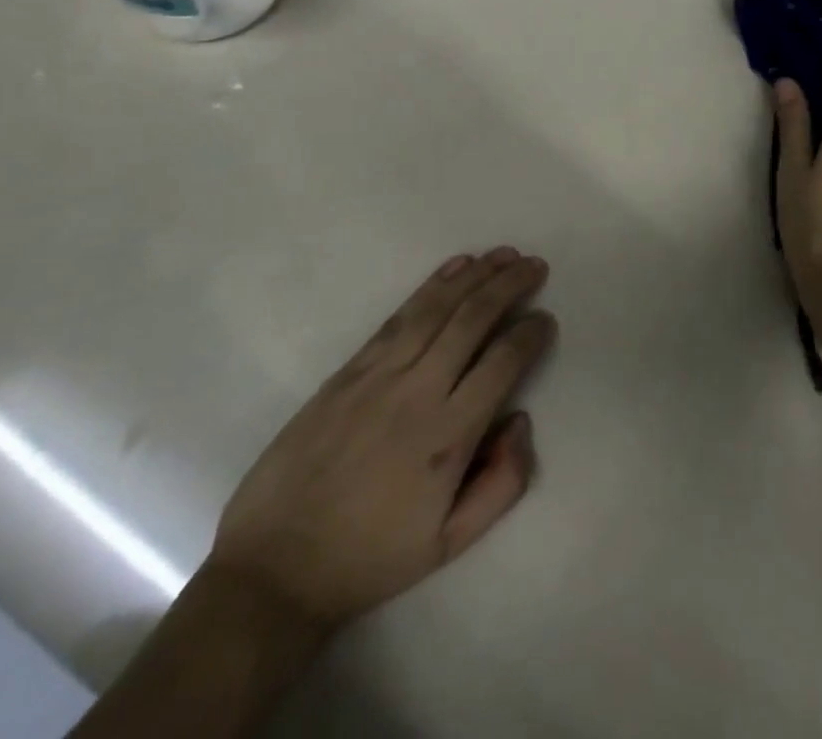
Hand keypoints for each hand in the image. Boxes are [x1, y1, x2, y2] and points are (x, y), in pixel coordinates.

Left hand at [207, 248, 554, 633]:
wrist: (276, 568)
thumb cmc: (371, 557)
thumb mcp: (450, 544)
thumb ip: (503, 484)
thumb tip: (521, 420)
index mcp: (448, 437)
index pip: (503, 363)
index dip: (531, 334)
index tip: (546, 320)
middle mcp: (418, 392)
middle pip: (473, 320)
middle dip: (510, 285)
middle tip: (535, 265)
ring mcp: (379, 375)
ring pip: (437, 308)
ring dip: (476, 275)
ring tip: (504, 254)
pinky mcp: (350, 370)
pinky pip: (399, 315)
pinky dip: (432, 286)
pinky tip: (455, 267)